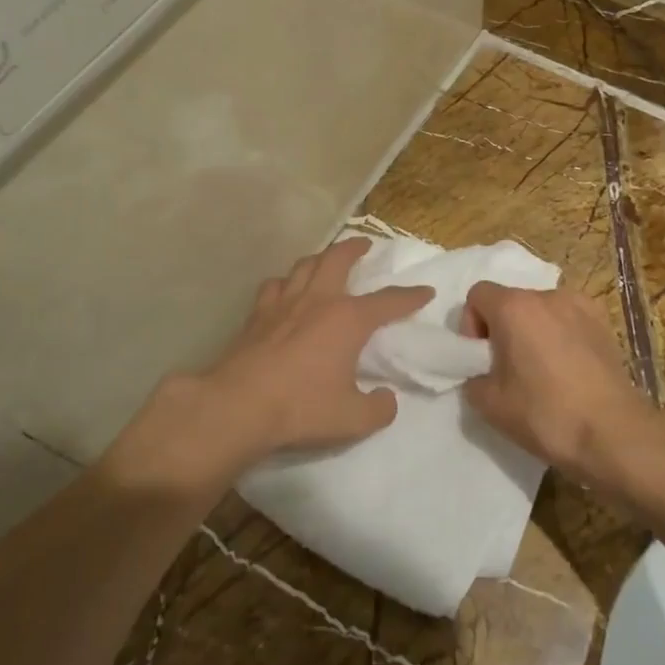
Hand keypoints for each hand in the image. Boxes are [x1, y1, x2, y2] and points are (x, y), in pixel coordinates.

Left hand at [193, 238, 432, 466]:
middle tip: (365, 244)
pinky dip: (286, 281)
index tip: (425, 291)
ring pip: (305, 264)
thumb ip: (378, 409)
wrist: (238, 406)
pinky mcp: (257, 314)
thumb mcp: (353, 419)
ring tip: (326, 260)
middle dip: (356, 247)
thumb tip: (386, 399)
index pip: (389, 301)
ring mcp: (284, 303)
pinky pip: (275, 285)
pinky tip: (285, 289)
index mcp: (348, 319)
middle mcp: (318, 300)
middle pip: (339, 258)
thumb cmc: (301, 408)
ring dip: (320, 257)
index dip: (410, 296)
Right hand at [459, 282, 658, 478]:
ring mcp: (580, 305)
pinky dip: (561, 334)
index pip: (477, 295)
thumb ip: (472, 379)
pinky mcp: (603, 322)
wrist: (613, 434)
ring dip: (533, 331)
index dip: (472, 325)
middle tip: (509, 370)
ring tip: (543, 370)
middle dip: (503, 329)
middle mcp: (546, 295)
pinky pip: (569, 319)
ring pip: (541, 310)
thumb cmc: (546, 415)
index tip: (483, 359)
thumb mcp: (489, 405)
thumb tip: (482, 373)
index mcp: (514, 307)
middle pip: (511, 301)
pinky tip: (570, 367)